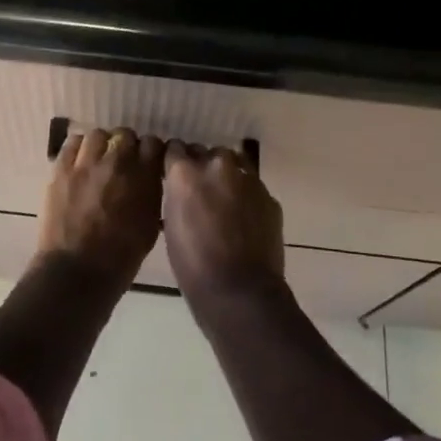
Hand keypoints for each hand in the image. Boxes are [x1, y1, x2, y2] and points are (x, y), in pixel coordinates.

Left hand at [36, 126, 164, 284]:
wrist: (77, 272)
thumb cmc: (120, 257)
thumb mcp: (150, 226)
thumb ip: (152, 194)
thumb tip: (150, 179)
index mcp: (143, 177)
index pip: (153, 144)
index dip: (151, 151)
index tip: (149, 161)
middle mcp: (116, 162)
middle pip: (125, 135)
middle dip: (127, 146)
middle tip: (123, 162)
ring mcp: (86, 164)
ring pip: (98, 135)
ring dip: (102, 144)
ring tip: (100, 159)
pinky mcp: (61, 170)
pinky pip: (71, 144)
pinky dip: (79, 148)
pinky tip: (80, 161)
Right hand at [161, 141, 284, 309]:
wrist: (240, 291)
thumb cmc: (193, 264)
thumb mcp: (171, 224)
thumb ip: (177, 195)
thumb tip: (182, 187)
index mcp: (185, 173)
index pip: (175, 149)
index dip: (174, 162)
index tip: (173, 173)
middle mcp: (217, 166)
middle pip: (206, 152)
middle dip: (201, 166)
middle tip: (199, 190)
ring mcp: (247, 179)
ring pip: (233, 164)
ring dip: (226, 176)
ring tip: (224, 200)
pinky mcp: (269, 196)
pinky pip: (252, 186)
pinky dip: (246, 195)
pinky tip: (243, 218)